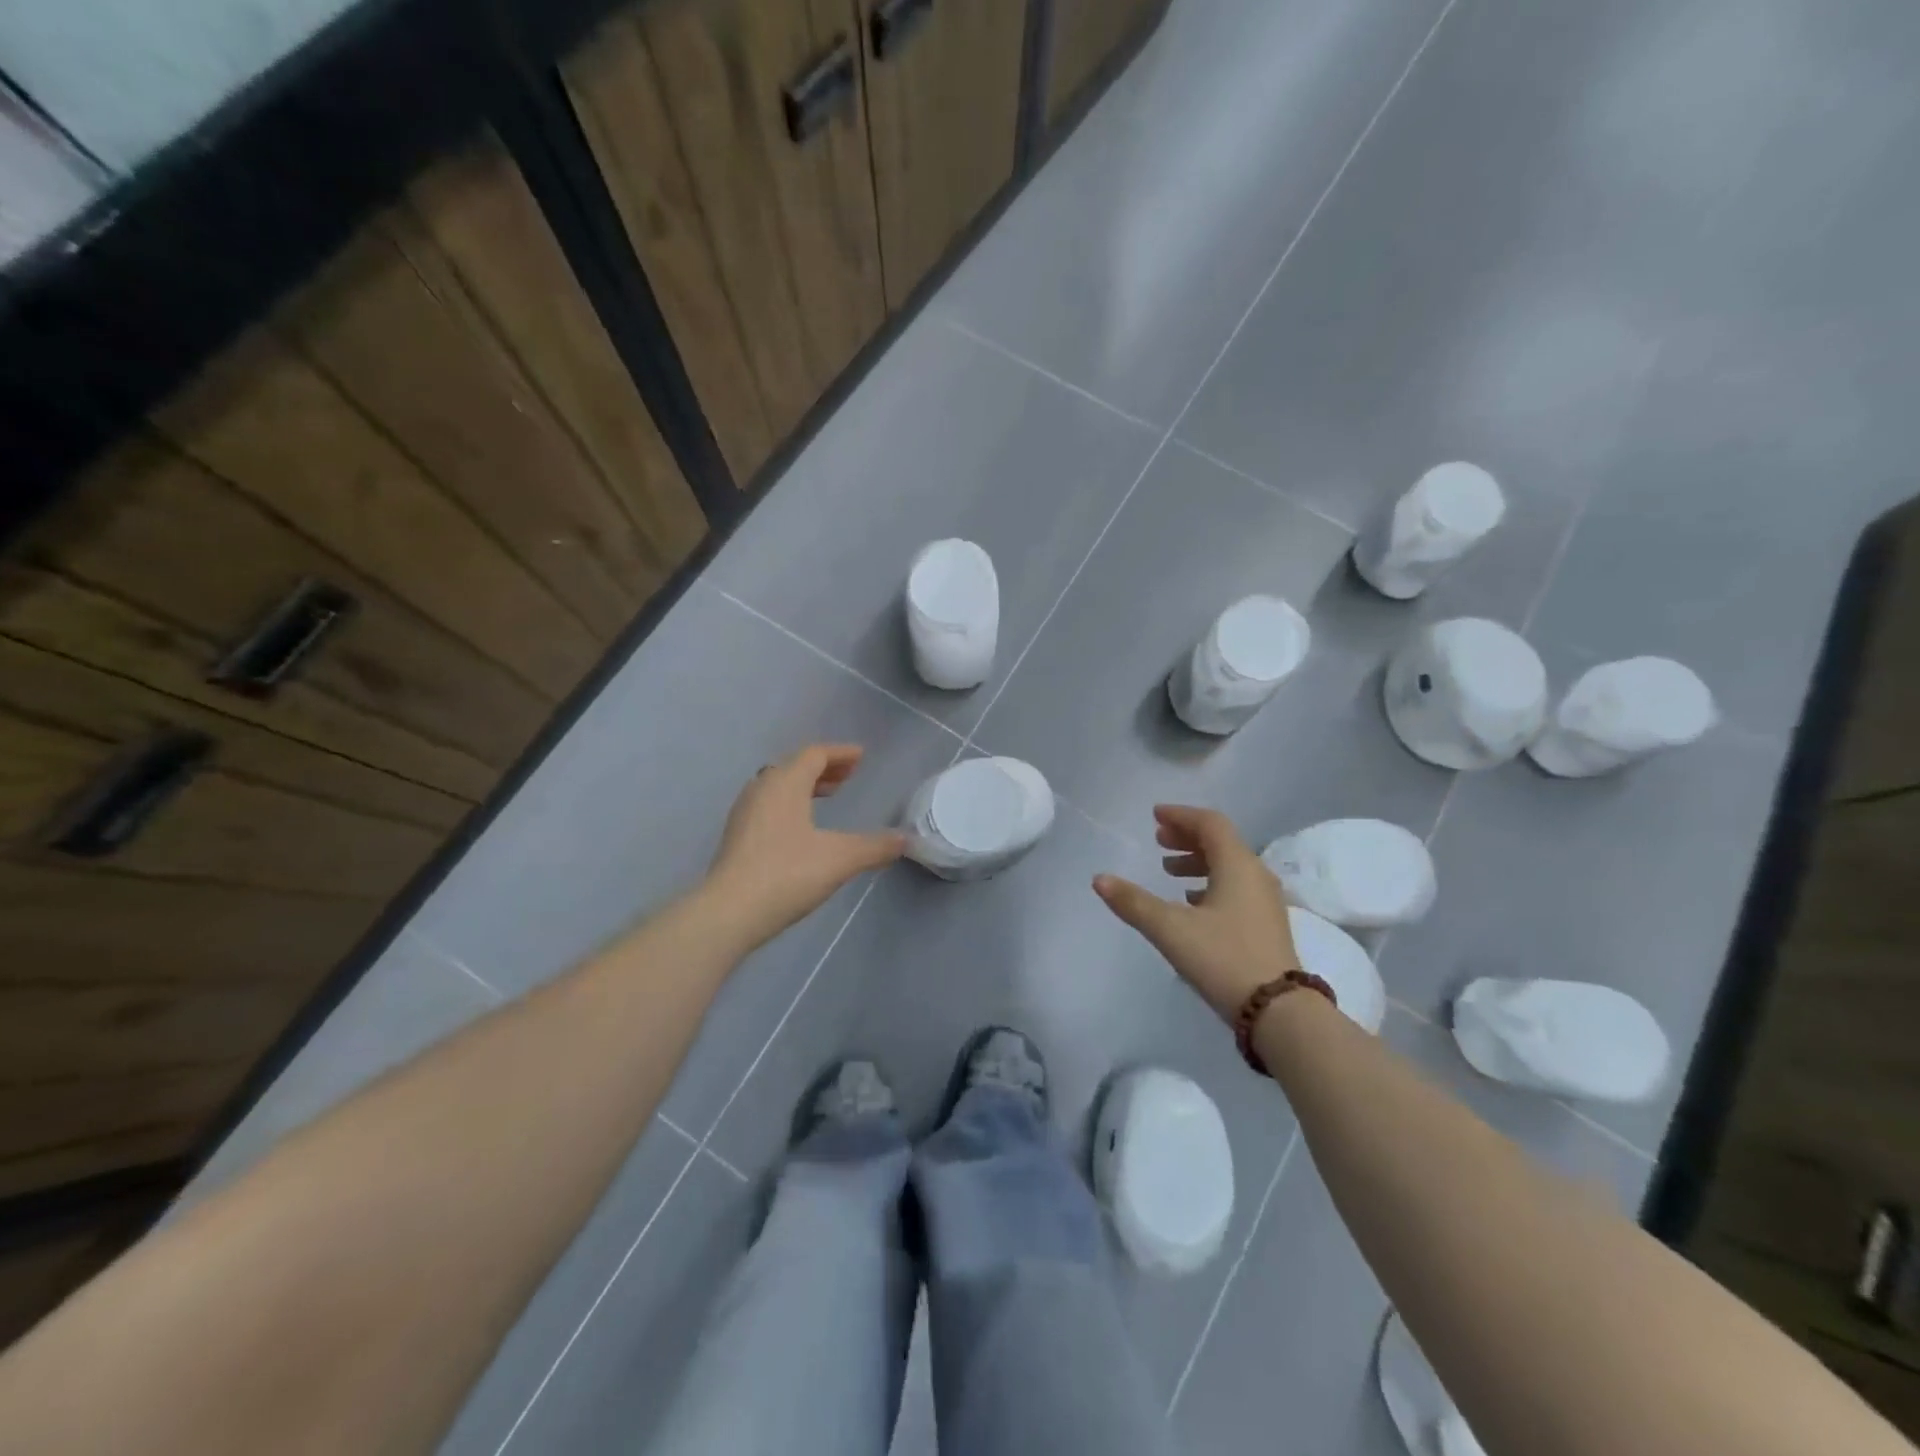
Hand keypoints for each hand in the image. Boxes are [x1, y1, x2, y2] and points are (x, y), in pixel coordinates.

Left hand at [704, 744, 905, 946]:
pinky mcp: (736, 837)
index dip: (840, 753)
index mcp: (785, 783)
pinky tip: (801, 828)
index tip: (861, 757)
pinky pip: (768, 805)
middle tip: (848, 776)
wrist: (729, 912)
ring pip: (778, 786)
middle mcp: (762, 789)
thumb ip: (875, 847)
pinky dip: (790, 804)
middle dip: (823, 768)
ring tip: (827, 797)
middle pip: (794, 766)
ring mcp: (744, 813)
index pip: (815, 754)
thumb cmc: (787, 874)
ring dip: (804, 785)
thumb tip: (905, 840)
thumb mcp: (840, 859)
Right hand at [1093, 805, 1300, 1024]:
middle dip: (1187, 837)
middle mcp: (1256, 875)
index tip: (1155, 816)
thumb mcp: (1171, 929)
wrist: (1280, 1012)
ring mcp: (1265, 901)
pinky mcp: (1267, 924)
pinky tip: (1192, 902)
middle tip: (1158, 840)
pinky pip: (1236, 887)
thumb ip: (1134, 902)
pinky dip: (1211, 882)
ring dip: (1198, 861)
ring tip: (1169, 871)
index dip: (1181, 815)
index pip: (1210, 823)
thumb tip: (1099, 879)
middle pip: (1221, 842)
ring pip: (1229, 866)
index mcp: (1237, 865)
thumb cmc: (1223, 959)